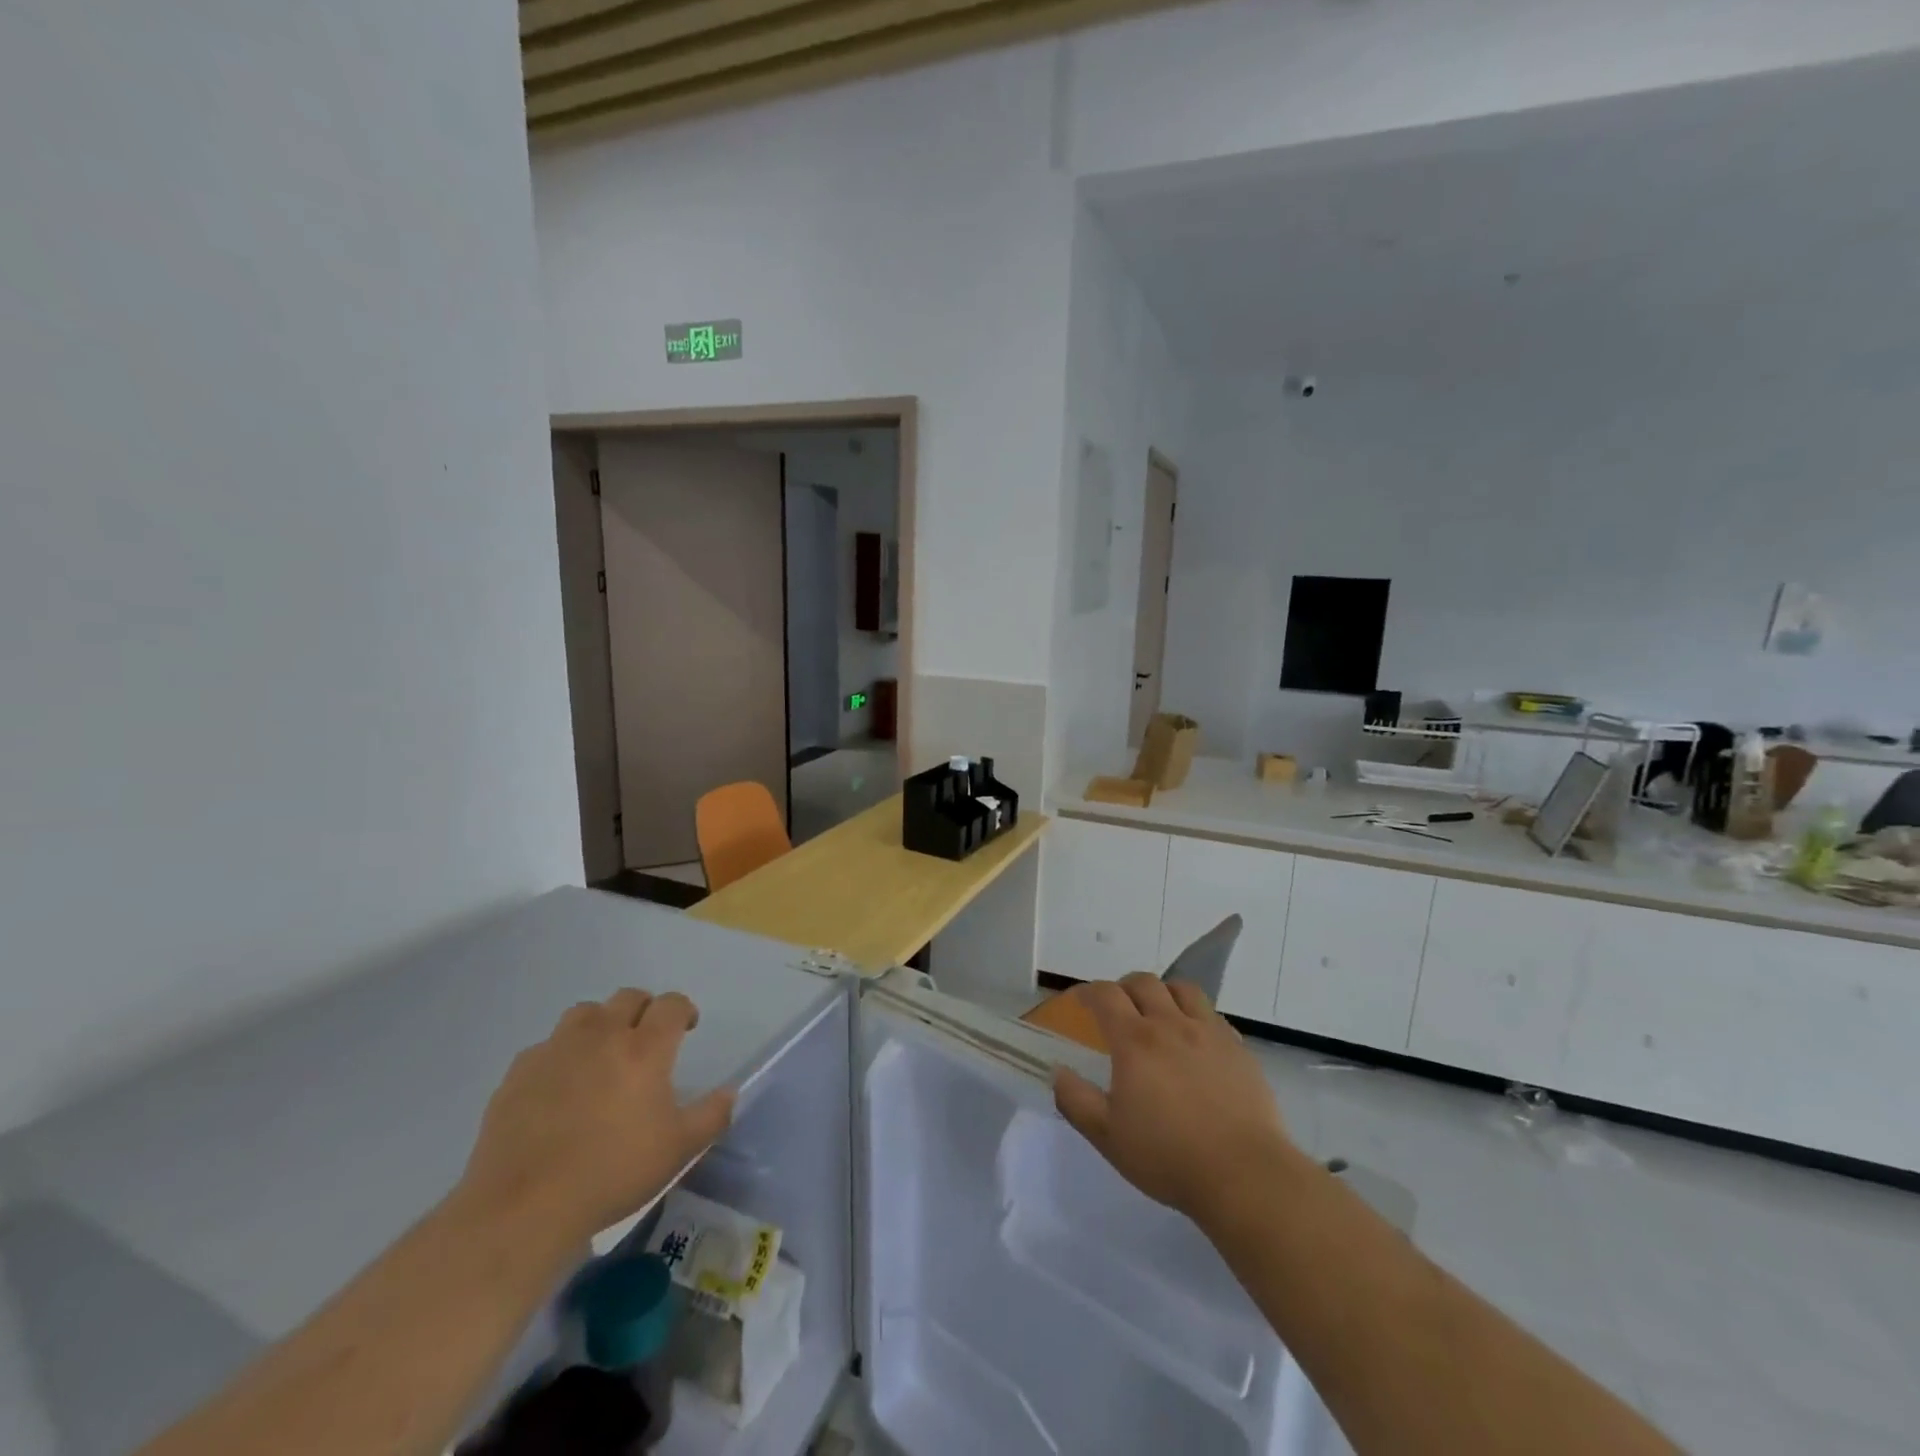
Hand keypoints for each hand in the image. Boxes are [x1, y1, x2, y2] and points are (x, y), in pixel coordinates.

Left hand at [457, 989, 735, 1248]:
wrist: (523, 1207)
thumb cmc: (612, 1172)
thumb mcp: (678, 1150)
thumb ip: (712, 1115)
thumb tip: (731, 1092)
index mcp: (645, 1048)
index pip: (671, 1004)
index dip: (683, 1010)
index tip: (686, 1029)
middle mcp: (602, 1035)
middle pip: (628, 997)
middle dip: (644, 1010)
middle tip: (647, 1040)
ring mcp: (556, 1050)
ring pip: (585, 1013)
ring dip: (601, 1023)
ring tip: (602, 1055)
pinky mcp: (519, 1072)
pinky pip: (546, 1046)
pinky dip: (560, 1055)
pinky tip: (560, 1086)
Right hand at [1053, 974, 1297, 1228]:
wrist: (1244, 1175)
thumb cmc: (1168, 1157)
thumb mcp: (1107, 1136)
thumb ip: (1076, 1100)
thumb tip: (1058, 1071)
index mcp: (1134, 1041)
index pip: (1106, 995)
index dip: (1088, 992)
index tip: (1079, 1000)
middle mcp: (1170, 1024)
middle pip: (1144, 982)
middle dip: (1124, 987)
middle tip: (1117, 1007)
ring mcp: (1209, 1033)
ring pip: (1182, 989)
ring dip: (1163, 993)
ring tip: (1158, 1012)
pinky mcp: (1238, 1049)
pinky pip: (1213, 1015)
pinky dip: (1196, 1016)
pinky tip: (1195, 1040)